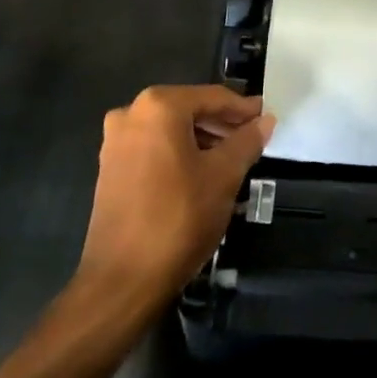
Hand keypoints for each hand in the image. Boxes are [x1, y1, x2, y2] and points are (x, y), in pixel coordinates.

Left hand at [76, 85, 274, 306]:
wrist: (123, 279)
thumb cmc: (179, 217)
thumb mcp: (224, 176)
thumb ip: (247, 141)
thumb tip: (265, 120)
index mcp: (159, 106)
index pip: (212, 97)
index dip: (243, 108)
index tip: (266, 116)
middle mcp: (131, 114)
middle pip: (189, 109)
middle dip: (221, 123)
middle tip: (252, 137)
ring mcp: (115, 142)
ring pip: (170, 129)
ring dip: (201, 139)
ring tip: (231, 157)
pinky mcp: (110, 169)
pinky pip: (153, 148)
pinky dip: (179, 153)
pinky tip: (201, 172)